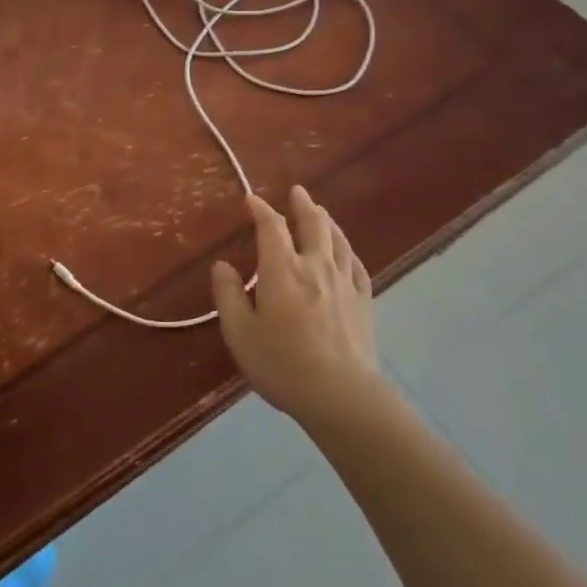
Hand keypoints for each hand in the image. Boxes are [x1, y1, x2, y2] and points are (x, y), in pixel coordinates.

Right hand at [212, 186, 381, 423]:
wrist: (341, 394)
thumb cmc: (282, 363)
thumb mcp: (240, 332)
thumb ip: (228, 295)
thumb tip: (222, 265)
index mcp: (282, 270)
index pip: (271, 228)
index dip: (261, 210)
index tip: (252, 200)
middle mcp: (315, 266)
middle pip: (312, 225)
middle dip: (302, 205)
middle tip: (297, 192)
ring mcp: (343, 283)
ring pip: (337, 240)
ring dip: (327, 221)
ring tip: (321, 212)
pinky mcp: (363, 302)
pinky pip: (356, 266)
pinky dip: (348, 252)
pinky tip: (346, 252)